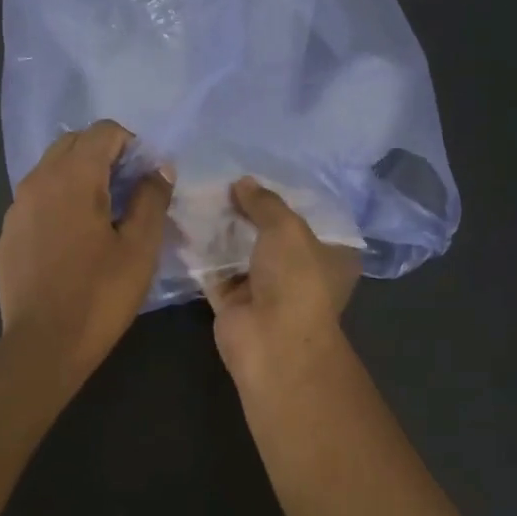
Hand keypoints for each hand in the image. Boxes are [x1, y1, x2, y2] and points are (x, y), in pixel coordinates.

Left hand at [0, 120, 171, 389]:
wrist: (43, 346)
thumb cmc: (100, 295)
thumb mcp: (140, 248)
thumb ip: (152, 198)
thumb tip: (159, 167)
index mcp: (73, 177)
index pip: (103, 131)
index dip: (131, 145)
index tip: (146, 177)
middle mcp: (37, 180)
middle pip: (73, 143)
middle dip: (103, 155)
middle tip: (128, 191)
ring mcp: (16, 207)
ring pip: (50, 170)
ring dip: (79, 177)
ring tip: (102, 216)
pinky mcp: (7, 234)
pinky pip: (36, 200)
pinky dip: (58, 202)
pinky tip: (72, 241)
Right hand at [201, 178, 361, 392]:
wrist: (272, 341)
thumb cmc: (296, 278)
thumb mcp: (286, 228)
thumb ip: (264, 202)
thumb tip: (242, 182)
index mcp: (331, 255)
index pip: (311, 219)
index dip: (288, 196)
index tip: (262, 174)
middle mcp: (300, 272)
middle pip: (271, 234)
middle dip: (249, 211)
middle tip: (223, 180)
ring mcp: (265, 289)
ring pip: (241, 252)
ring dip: (223, 229)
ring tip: (201, 194)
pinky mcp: (234, 303)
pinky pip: (215, 271)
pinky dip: (202, 253)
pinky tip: (185, 223)